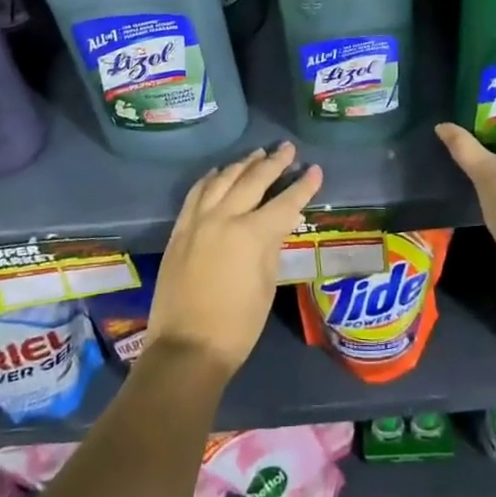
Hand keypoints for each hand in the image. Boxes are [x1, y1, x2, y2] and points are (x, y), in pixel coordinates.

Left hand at [146, 143, 321, 380]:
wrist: (186, 348)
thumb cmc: (238, 325)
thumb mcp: (267, 285)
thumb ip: (273, 245)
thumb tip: (281, 221)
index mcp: (252, 234)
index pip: (285, 202)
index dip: (303, 186)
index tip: (316, 169)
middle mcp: (225, 217)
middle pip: (253, 180)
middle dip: (273, 162)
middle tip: (287, 148)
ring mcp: (198, 220)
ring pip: (223, 179)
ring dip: (242, 164)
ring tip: (257, 153)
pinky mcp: (180, 229)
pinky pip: (197, 192)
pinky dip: (211, 178)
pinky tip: (219, 172)